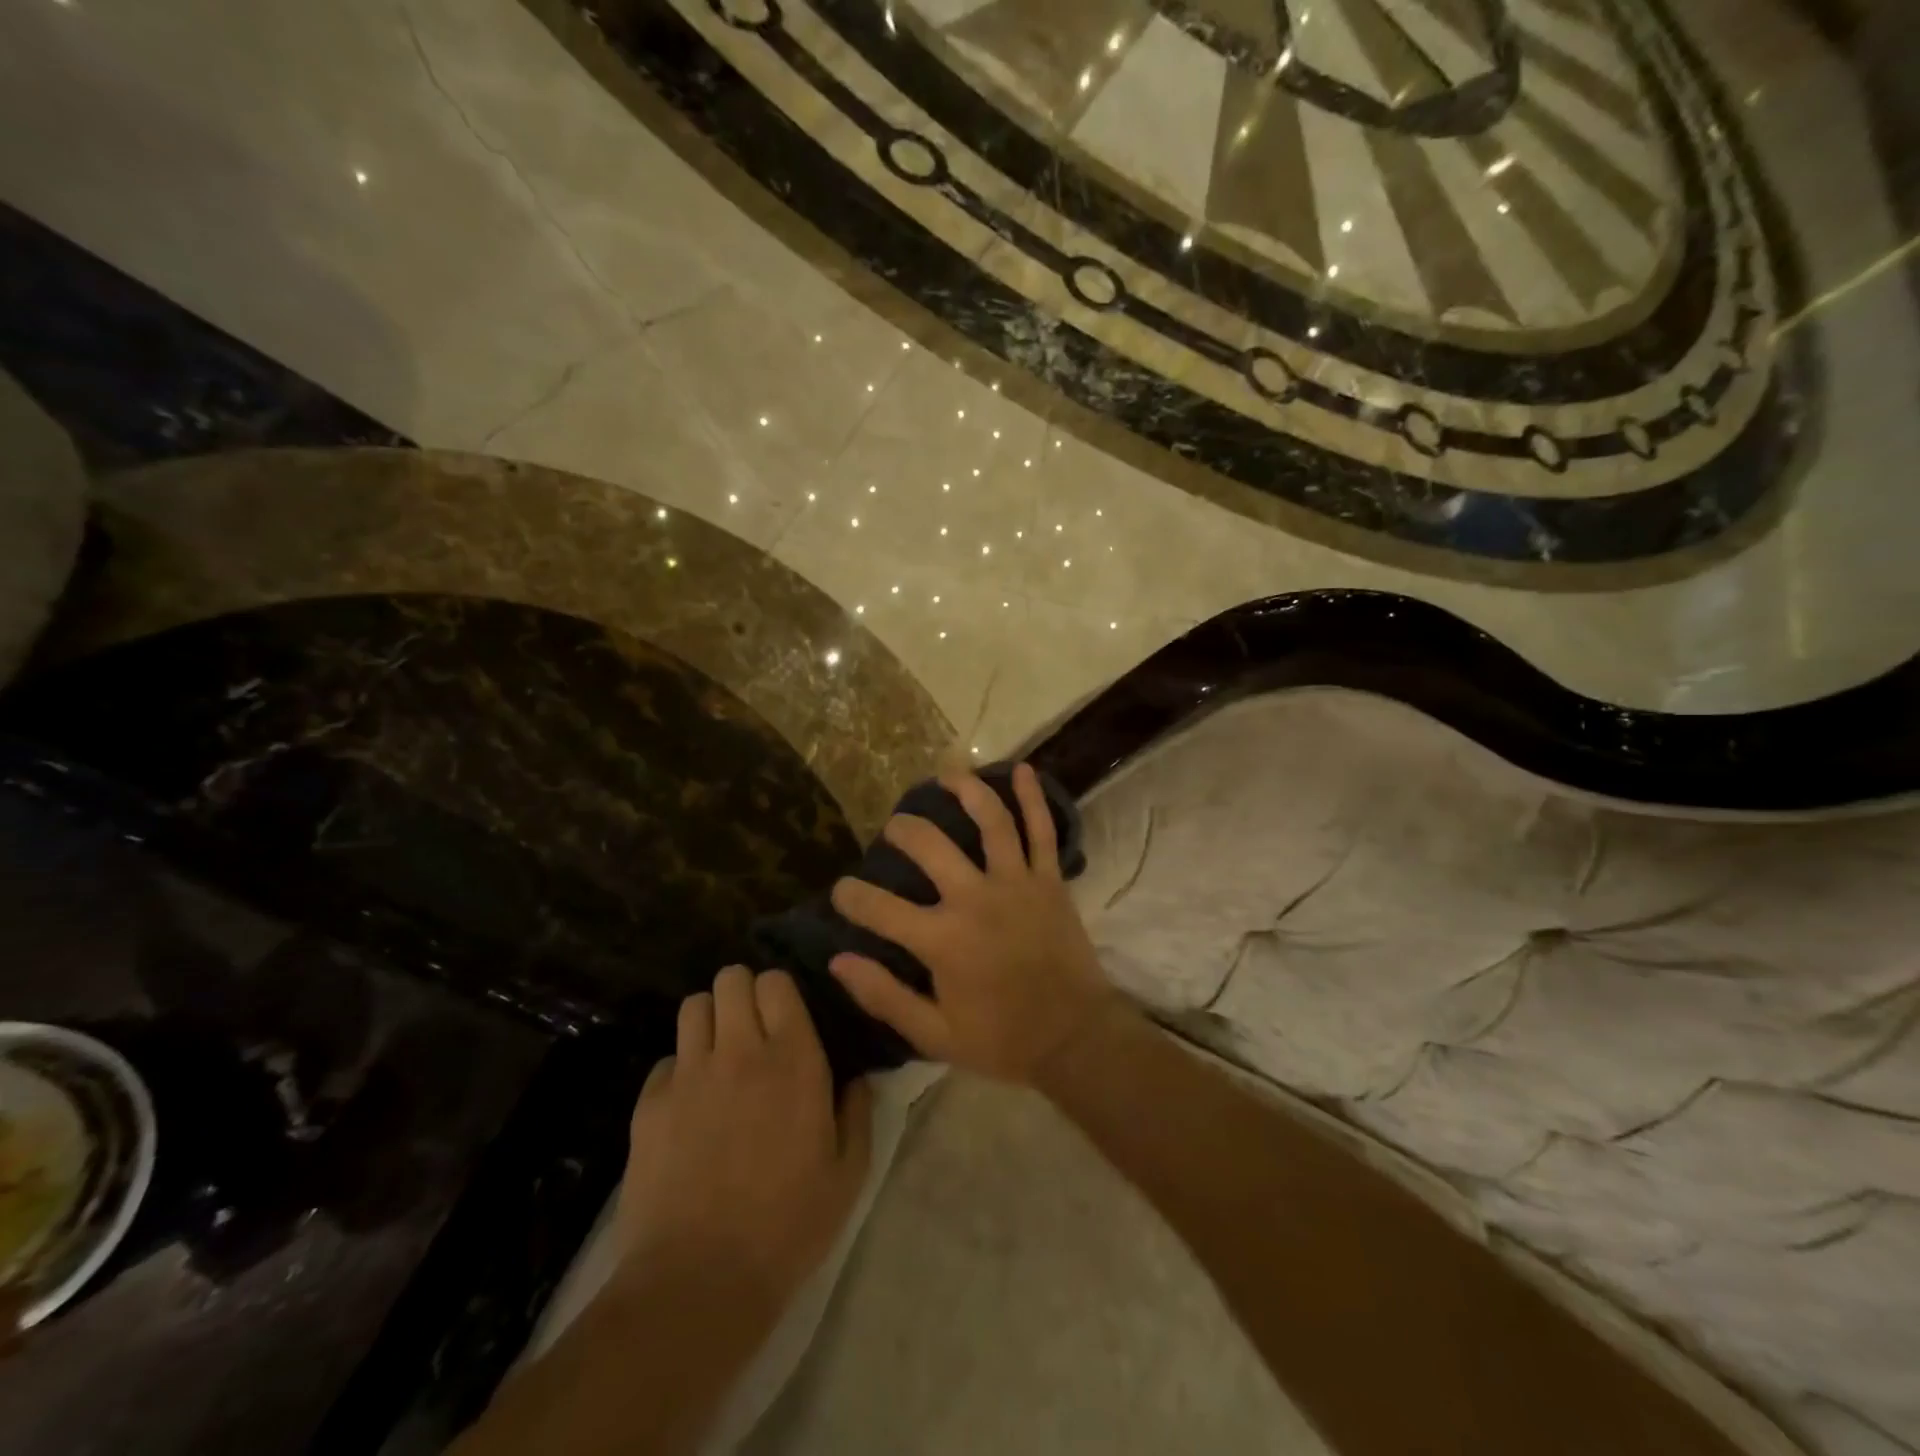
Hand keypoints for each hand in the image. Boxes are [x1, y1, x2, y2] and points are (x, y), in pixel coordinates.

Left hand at [617, 967, 872, 1315]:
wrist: (698, 1283)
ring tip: (719, 1054)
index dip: (780, 992)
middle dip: (742, 993)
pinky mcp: (650, 1104)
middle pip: (731, 978)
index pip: (777, 982)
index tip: (786, 1018)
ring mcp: (690, 1074)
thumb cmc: (788, 1227)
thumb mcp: (848, 1174)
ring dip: (710, 1020)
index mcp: (794, 1058)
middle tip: (751, 1029)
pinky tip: (688, 1107)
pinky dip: (679, 1071)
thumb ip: (856, 1112)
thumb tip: (854, 1078)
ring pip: (693, 1006)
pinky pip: (666, 1061)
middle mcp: (740, 1050)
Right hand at [828, 764, 1119, 1086]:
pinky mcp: (1049, 880)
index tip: (842, 891)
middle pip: (930, 846)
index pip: (880, 909)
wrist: (1076, 1039)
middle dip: (903, 831)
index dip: (852, 897)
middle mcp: (976, 900)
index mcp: (943, 941)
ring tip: (946, 774)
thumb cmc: (1002, 1040)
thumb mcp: (934, 1035)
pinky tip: (1021, 769)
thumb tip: (838, 961)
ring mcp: (1017, 884)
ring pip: (990, 821)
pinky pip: (1042, 830)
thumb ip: (884, 996)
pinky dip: (1033, 797)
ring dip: (966, 790)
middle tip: (894, 829)